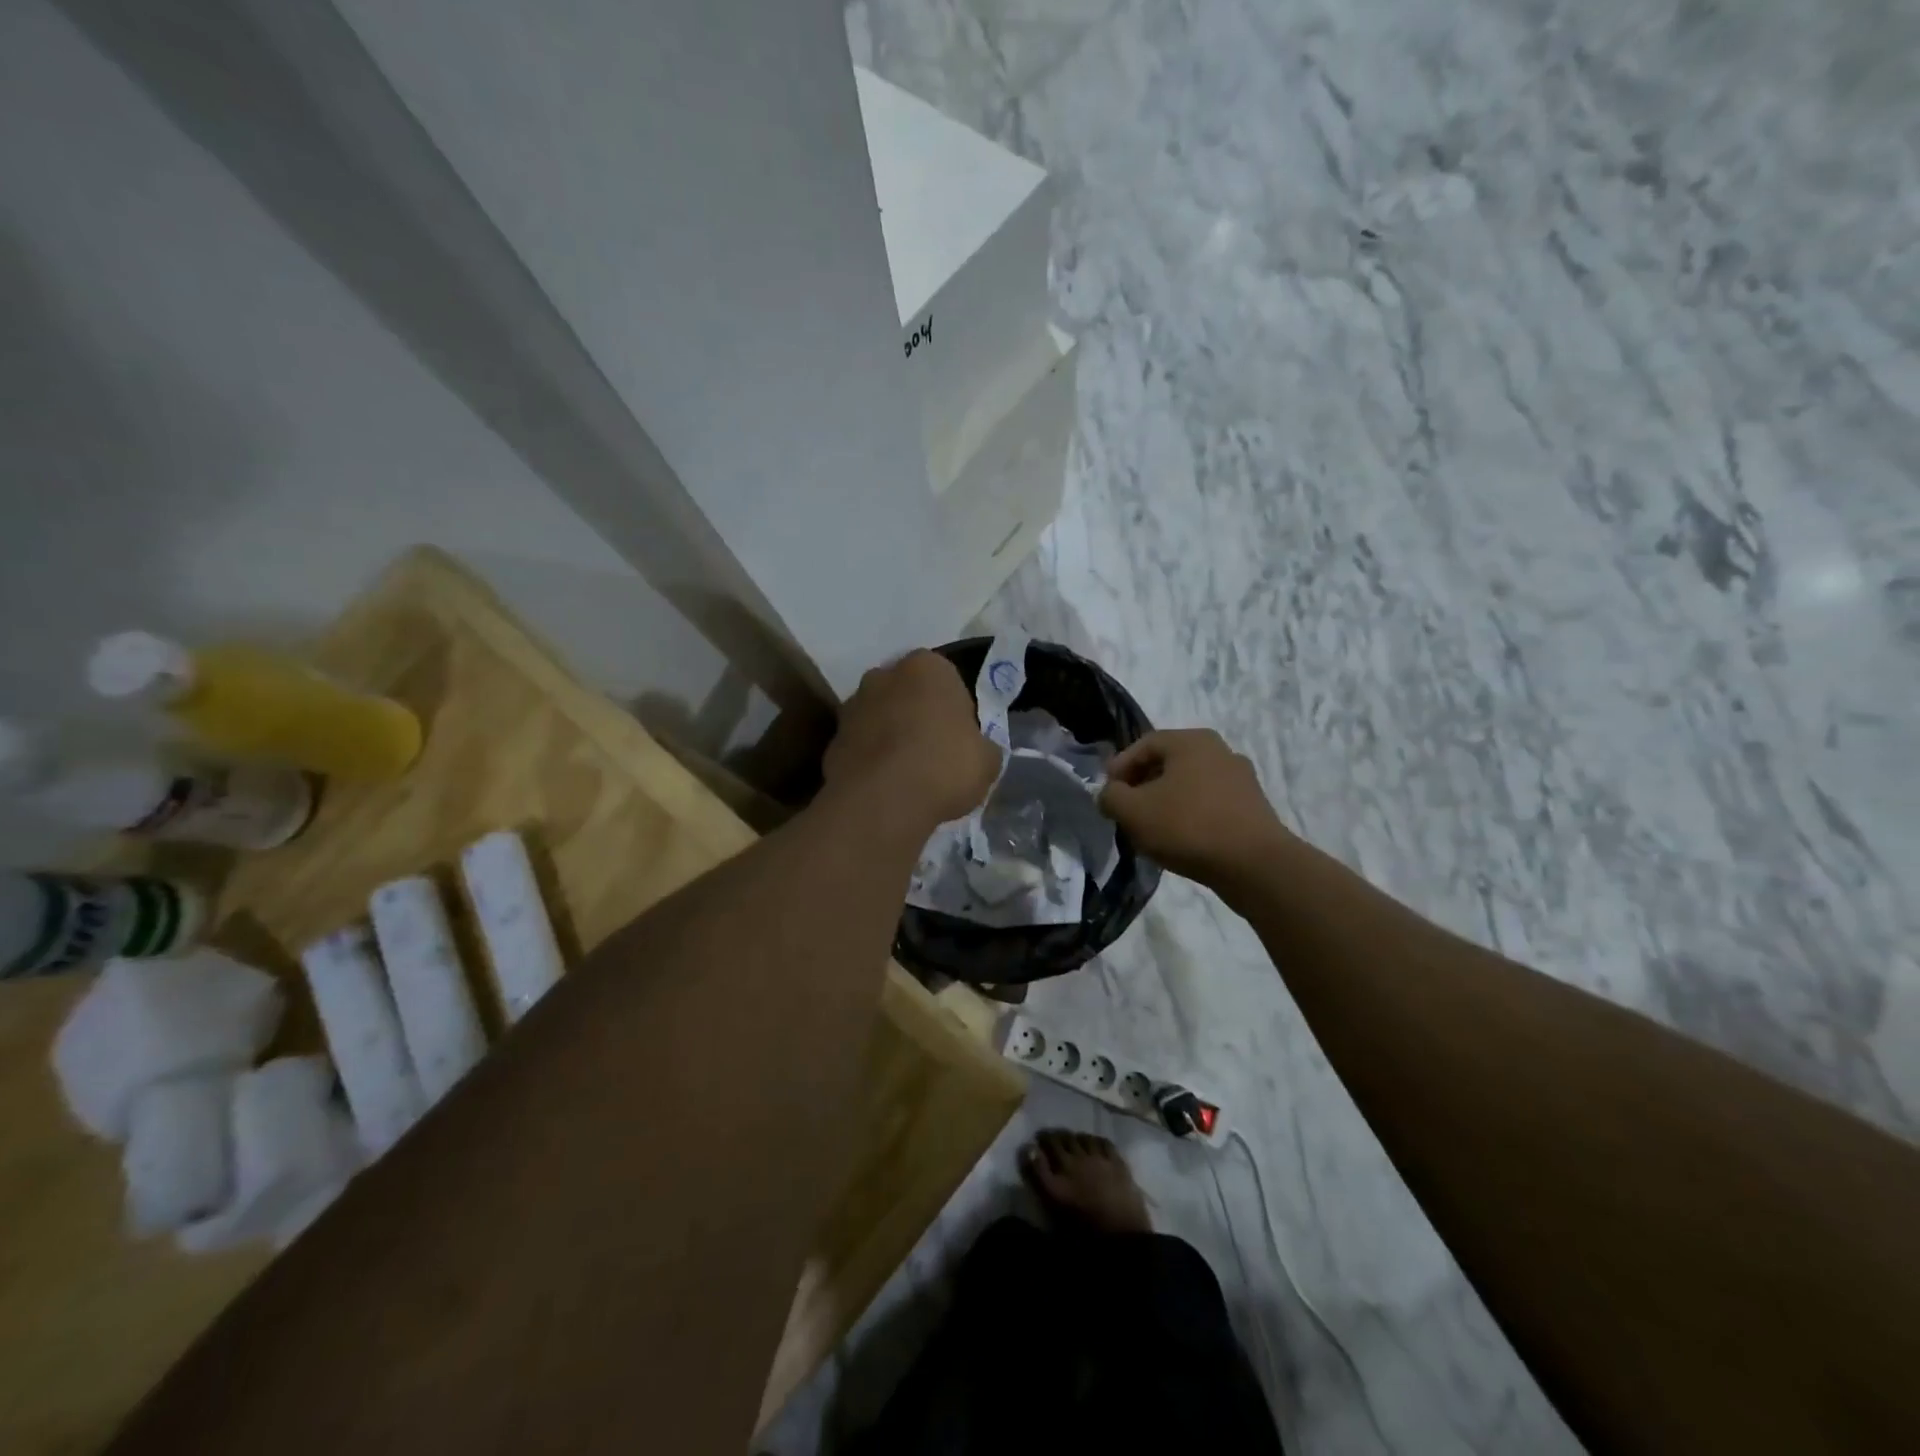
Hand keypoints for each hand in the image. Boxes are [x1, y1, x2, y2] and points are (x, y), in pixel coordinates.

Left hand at [824, 650, 1000, 833]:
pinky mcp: (832, 740)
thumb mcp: (988, 760)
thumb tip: (978, 751)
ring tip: (907, 774)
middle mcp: (884, 675)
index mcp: (927, 667)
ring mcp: (852, 706)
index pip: (946, 678)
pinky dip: (870, 760)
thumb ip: (982, 746)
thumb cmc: (944, 766)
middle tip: (933, 751)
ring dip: (890, 736)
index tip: (960, 736)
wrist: (883, 801)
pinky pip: (860, 746)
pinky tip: (885, 788)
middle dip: (917, 714)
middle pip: (906, 693)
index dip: (954, 708)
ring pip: (879, 717)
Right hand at [1099, 729, 1292, 887]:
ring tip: (1151, 828)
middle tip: (1126, 810)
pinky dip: (1190, 815)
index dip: (1119, 768)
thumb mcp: (1133, 811)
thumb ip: (1111, 797)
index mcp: (1190, 741)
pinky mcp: (1253, 806)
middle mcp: (1219, 750)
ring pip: (1189, 784)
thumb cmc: (1187, 826)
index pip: (1143, 745)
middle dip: (1142, 785)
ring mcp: (1241, 778)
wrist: (1254, 865)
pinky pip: (1210, 803)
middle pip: (1168, 763)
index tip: (1108, 794)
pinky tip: (1181, 839)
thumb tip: (1109, 794)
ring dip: (1166, 801)